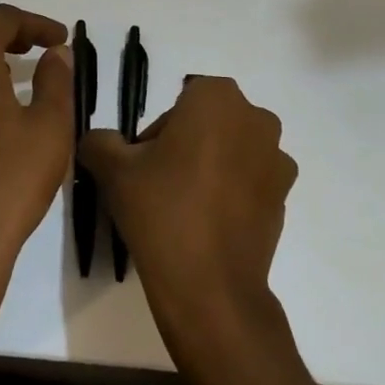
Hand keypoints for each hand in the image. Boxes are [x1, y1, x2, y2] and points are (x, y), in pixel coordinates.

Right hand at [81, 77, 296, 353]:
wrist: (210, 286)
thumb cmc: (162, 211)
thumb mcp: (113, 170)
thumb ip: (99, 141)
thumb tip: (99, 140)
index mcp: (217, 98)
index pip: (182, 99)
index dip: (160, 128)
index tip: (147, 161)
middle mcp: (256, 118)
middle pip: (210, 121)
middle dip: (187, 143)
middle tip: (161, 183)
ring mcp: (276, 158)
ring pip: (232, 150)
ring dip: (212, 166)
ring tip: (186, 206)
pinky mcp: (285, 196)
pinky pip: (251, 180)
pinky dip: (233, 192)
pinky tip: (210, 223)